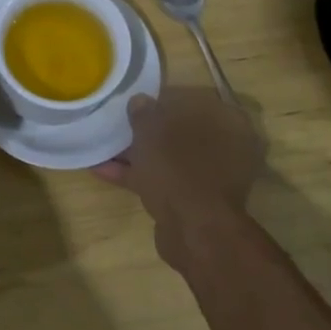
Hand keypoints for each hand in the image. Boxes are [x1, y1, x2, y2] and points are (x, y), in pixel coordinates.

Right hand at [95, 89, 263, 257]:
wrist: (194, 231)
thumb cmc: (178, 167)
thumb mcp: (152, 131)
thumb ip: (144, 112)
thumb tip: (140, 101)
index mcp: (228, 121)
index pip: (195, 98)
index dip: (165, 98)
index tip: (141, 100)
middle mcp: (227, 147)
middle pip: (182, 130)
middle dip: (150, 128)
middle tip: (122, 122)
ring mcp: (211, 177)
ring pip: (170, 157)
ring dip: (140, 153)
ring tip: (104, 144)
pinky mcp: (194, 200)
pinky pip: (163, 179)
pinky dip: (137, 175)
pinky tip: (102, 170)